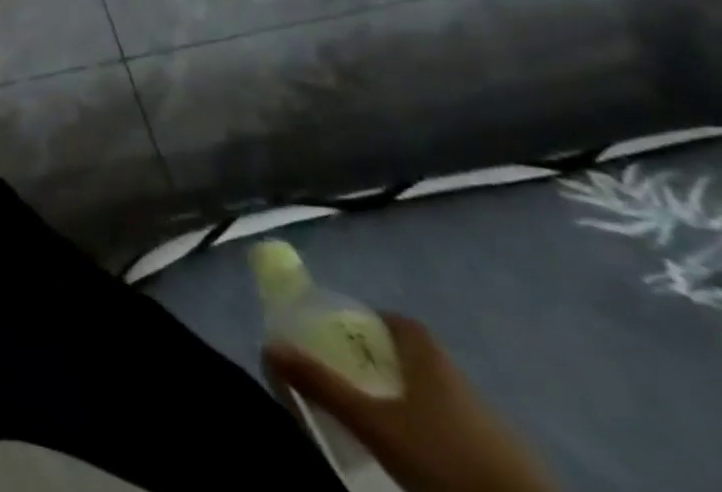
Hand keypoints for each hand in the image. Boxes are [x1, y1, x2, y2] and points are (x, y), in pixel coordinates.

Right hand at [264, 314, 554, 491]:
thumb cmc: (444, 458)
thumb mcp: (373, 424)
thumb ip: (322, 384)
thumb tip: (269, 345)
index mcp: (430, 359)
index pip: (401, 322)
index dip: (372, 322)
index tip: (348, 336)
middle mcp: (462, 380)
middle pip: (420, 360)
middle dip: (388, 365)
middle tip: (356, 380)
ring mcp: (495, 423)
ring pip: (444, 398)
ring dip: (415, 403)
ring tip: (387, 423)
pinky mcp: (514, 462)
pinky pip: (466, 432)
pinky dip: (441, 434)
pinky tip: (427, 456)